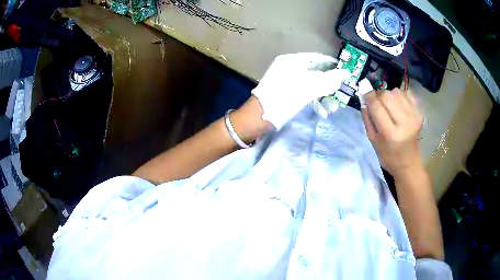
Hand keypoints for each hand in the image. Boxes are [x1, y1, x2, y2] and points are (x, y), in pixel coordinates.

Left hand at [252, 53, 349, 129]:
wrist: (258, 117)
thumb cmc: (282, 99)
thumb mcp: (307, 89)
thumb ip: (327, 80)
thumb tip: (344, 73)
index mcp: (291, 61)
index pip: (316, 57)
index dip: (331, 63)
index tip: (345, 71)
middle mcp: (288, 67)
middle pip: (314, 70)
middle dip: (329, 81)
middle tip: (341, 89)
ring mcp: (285, 79)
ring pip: (310, 82)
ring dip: (323, 92)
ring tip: (333, 104)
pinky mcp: (284, 91)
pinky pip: (303, 90)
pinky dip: (313, 97)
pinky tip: (321, 108)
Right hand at [361, 88, 423, 178]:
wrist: (409, 163)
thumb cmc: (388, 155)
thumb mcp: (373, 141)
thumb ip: (368, 119)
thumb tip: (364, 99)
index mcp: (390, 133)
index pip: (377, 106)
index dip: (368, 95)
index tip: (363, 89)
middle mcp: (404, 122)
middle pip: (387, 95)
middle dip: (379, 95)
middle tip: (377, 102)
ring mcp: (414, 116)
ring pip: (397, 92)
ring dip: (389, 95)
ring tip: (389, 106)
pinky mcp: (420, 113)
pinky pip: (407, 93)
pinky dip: (400, 96)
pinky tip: (399, 105)